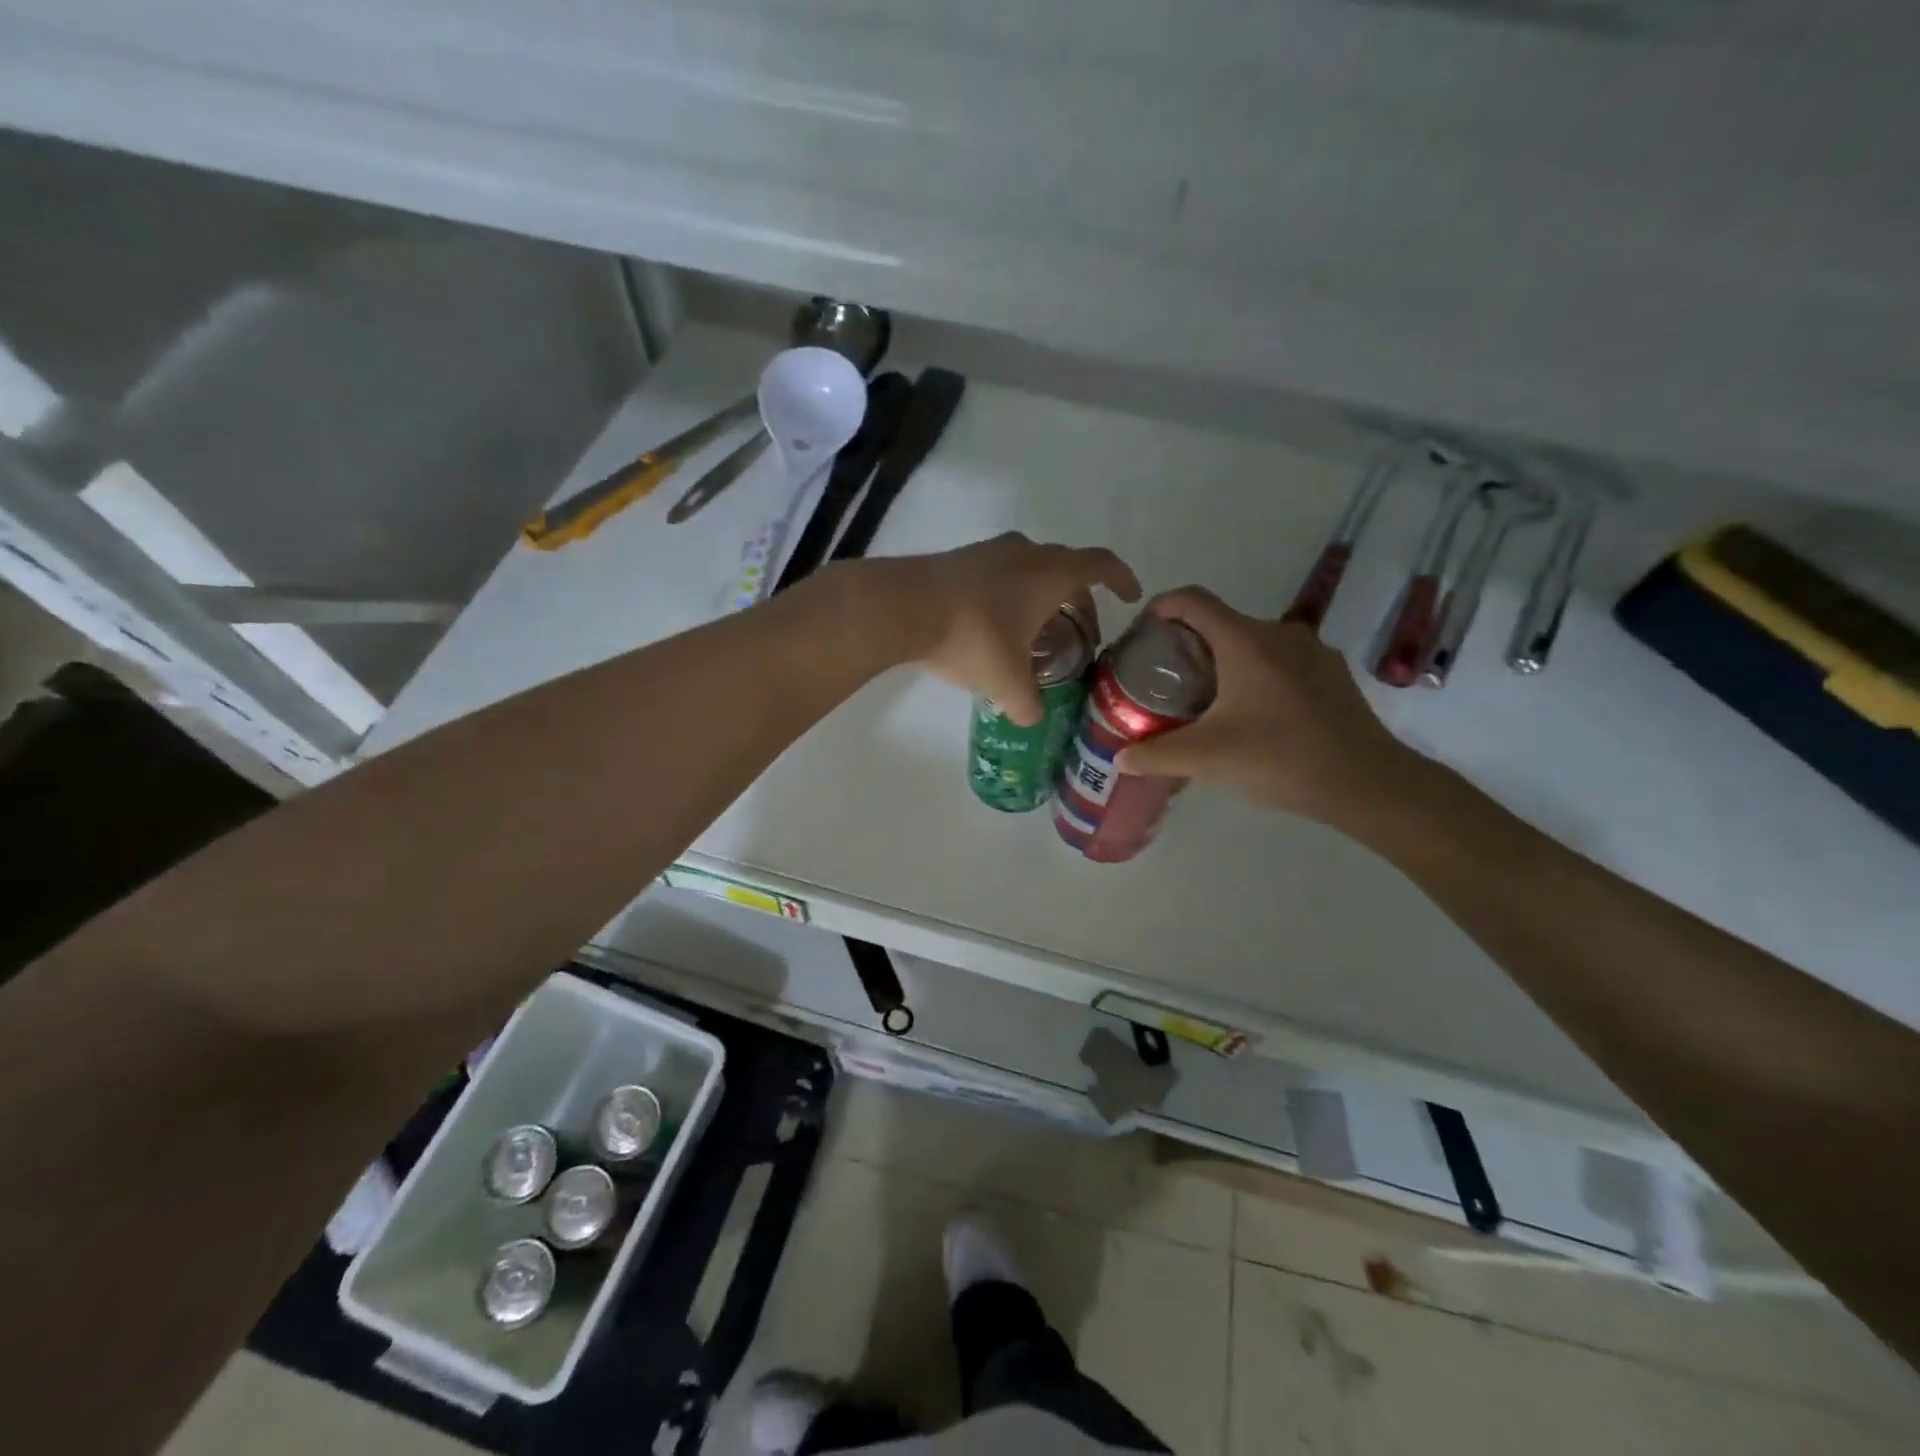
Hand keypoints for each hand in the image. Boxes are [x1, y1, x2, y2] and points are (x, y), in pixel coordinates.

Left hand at [866, 533, 1140, 724]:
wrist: (904, 606)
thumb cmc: (973, 637)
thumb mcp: (1007, 681)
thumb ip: (1027, 703)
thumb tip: (1032, 719)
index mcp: (1051, 574)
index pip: (1101, 565)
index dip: (1121, 579)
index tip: (1130, 597)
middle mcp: (1025, 552)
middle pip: (1066, 567)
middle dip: (1078, 599)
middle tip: (1078, 632)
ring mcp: (989, 551)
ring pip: (1029, 568)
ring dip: (1040, 596)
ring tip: (1035, 632)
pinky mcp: (959, 559)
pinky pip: (998, 573)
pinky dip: (1009, 594)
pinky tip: (994, 626)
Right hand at [1115, 586, 1426, 826]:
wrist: (1368, 783)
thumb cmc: (1281, 759)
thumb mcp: (1208, 759)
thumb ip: (1157, 755)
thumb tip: (1120, 759)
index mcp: (1245, 641)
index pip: (1192, 600)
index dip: (1161, 606)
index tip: (1142, 631)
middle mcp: (1279, 634)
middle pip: (1221, 622)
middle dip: (1189, 644)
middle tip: (1168, 681)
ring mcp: (1312, 651)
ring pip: (1253, 643)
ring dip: (1225, 662)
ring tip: (1208, 701)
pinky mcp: (1332, 674)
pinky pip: (1281, 662)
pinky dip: (1257, 676)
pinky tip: (1255, 716)